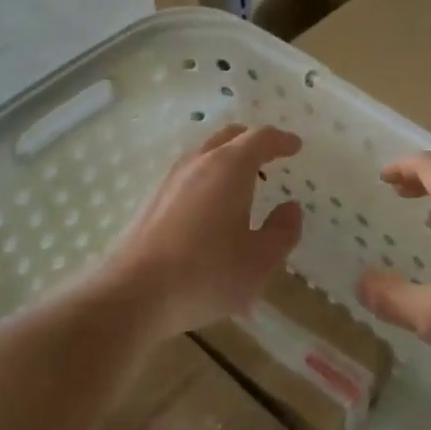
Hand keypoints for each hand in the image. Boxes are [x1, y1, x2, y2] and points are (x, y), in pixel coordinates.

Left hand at [97, 123, 304, 337]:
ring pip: (206, 153)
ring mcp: (171, 179)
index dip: (281, 140)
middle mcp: (199, 162)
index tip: (295, 146)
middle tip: (271, 156)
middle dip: (253, 142)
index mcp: (230, 167)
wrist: (135, 293)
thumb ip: (282, 231)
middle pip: (229, 137)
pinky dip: (209, 176)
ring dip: (228, 158)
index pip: (260, 138)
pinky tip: (213, 205)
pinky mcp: (154, 199)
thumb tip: (290, 208)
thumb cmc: (207, 274)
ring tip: (244, 181)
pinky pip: (190, 174)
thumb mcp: (259, 260)